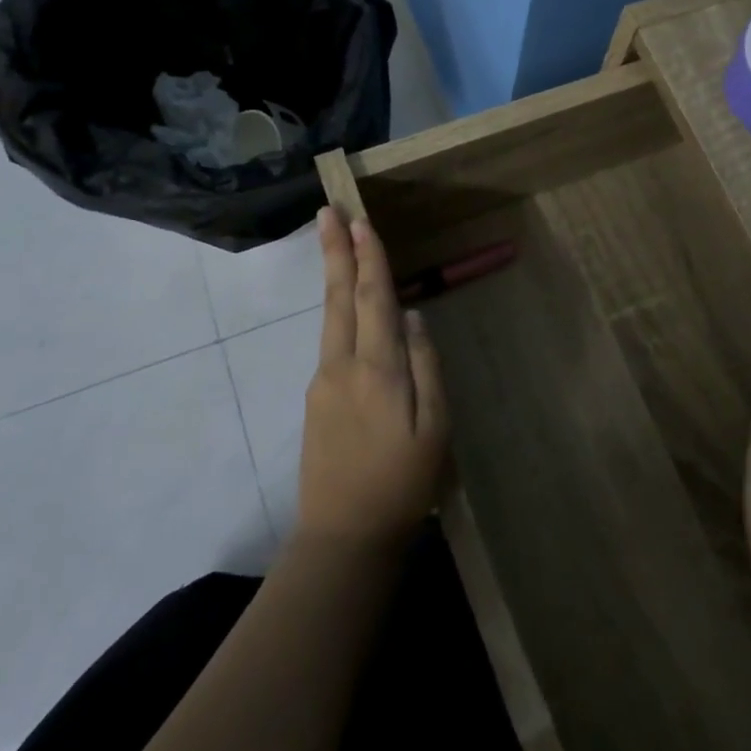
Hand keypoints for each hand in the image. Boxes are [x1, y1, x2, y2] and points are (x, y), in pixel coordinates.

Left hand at [299, 206, 450, 552]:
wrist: (343, 538)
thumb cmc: (402, 484)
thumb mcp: (434, 429)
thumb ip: (426, 367)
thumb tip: (413, 318)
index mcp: (377, 369)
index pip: (373, 299)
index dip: (368, 257)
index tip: (361, 220)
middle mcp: (341, 366)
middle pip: (338, 297)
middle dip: (335, 251)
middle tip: (327, 211)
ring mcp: (322, 383)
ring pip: (331, 317)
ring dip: (334, 276)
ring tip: (337, 244)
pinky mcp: (316, 401)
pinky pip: (331, 342)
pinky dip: (339, 311)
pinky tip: (348, 307)